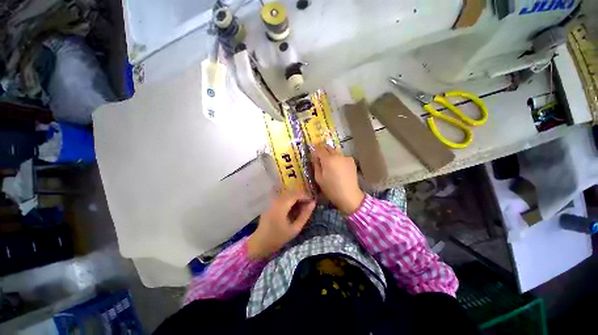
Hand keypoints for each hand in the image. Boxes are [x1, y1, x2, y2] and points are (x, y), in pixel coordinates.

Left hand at [247, 189, 315, 259]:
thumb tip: (313, 203)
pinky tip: (293, 208)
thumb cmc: (278, 238)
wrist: (260, 243)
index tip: (312, 202)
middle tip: (308, 205)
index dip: (305, 196)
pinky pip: (282, 198)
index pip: (295, 195)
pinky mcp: (270, 204)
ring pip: (287, 195)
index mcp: (281, 206)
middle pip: (291, 193)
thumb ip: (304, 215)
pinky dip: (290, 201)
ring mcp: (272, 202)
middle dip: (301, 197)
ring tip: (302, 207)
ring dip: (295, 198)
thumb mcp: (295, 228)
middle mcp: (276, 201)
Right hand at [312, 144, 364, 214]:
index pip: (319, 149)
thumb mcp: (319, 178)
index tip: (314, 156)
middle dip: (323, 152)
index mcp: (328, 159)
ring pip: (335, 152)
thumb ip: (316, 165)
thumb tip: (315, 158)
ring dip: (331, 156)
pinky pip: (342, 157)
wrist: (349, 196)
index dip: (315, 151)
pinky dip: (339, 160)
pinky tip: (339, 169)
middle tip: (321, 160)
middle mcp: (337, 155)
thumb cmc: (331, 189)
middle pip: (328, 148)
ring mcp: (346, 157)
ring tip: (331, 167)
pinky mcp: (352, 161)